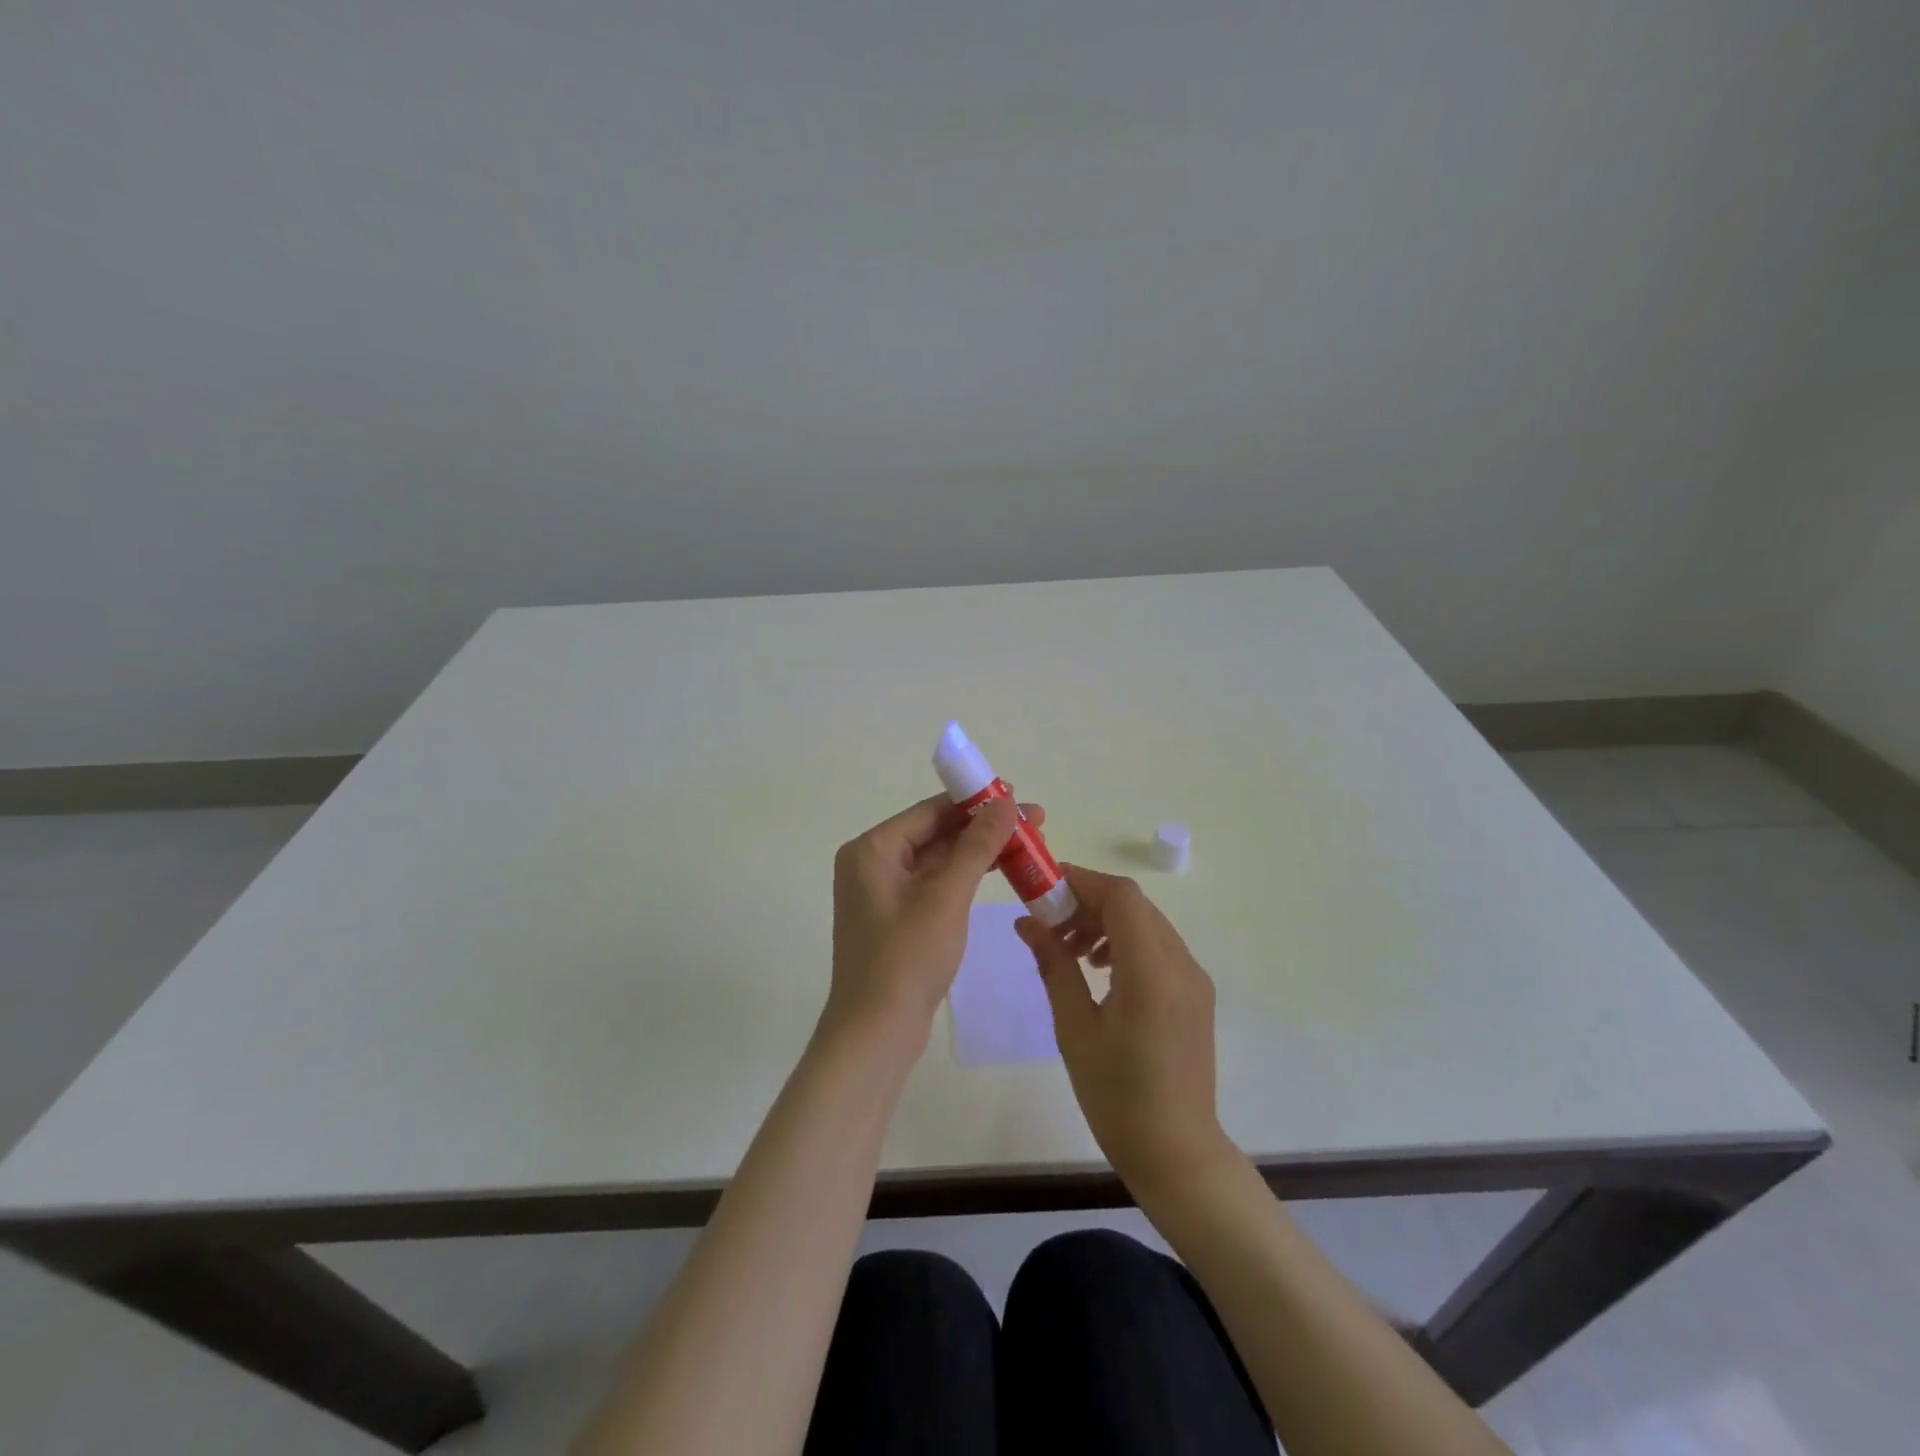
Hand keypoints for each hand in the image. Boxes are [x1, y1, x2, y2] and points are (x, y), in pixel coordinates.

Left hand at [827, 794, 1033, 1051]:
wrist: (876, 1033)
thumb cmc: (907, 958)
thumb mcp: (946, 896)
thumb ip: (976, 846)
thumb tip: (1005, 803)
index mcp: (872, 849)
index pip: (930, 811)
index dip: (976, 802)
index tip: (1018, 797)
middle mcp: (872, 864)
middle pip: (935, 833)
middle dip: (983, 828)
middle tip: (1034, 824)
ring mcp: (883, 893)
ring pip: (938, 860)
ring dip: (978, 852)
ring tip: (1026, 845)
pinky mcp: (897, 918)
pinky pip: (935, 885)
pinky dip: (964, 877)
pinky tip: (998, 872)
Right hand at [1018, 865, 1232, 1196]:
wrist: (1177, 1153)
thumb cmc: (1117, 1096)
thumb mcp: (1074, 1029)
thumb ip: (1054, 966)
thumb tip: (1027, 922)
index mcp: (1151, 971)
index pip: (1121, 897)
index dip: (1081, 882)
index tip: (1044, 888)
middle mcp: (1181, 963)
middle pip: (1134, 905)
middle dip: (1089, 902)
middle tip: (1050, 924)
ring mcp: (1194, 978)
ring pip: (1147, 923)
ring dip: (1107, 922)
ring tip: (1070, 951)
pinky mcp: (1196, 994)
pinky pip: (1159, 947)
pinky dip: (1126, 942)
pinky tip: (1099, 970)